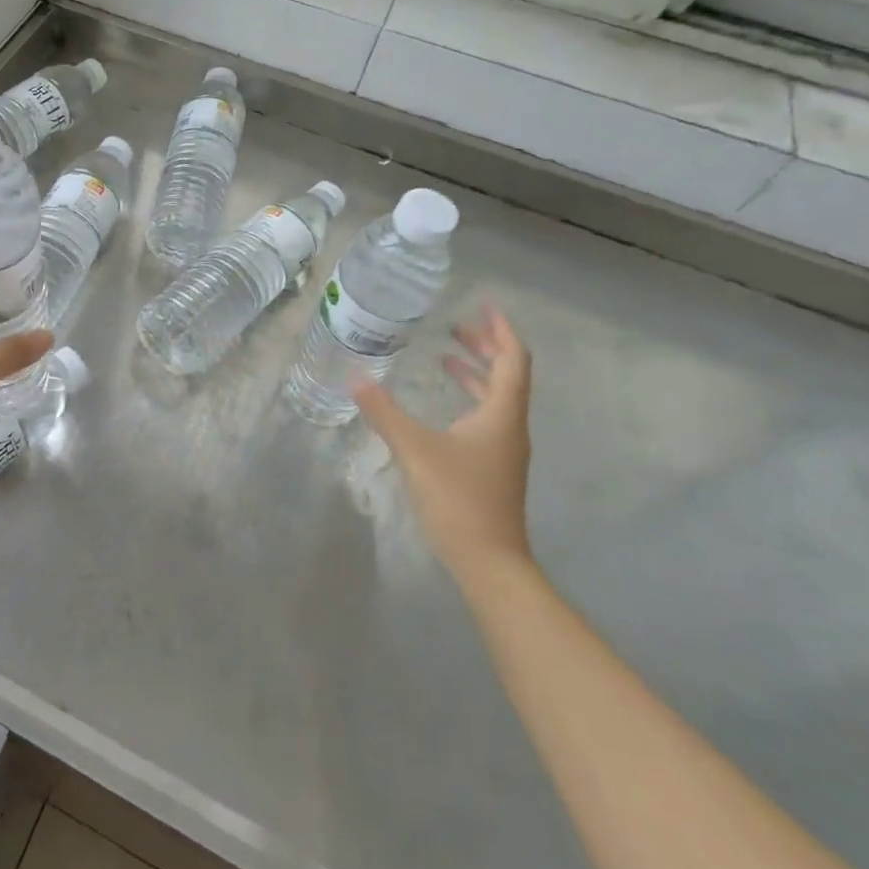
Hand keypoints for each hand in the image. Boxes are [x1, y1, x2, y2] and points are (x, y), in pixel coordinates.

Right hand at [352, 307, 533, 578]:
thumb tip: (355, 378)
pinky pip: (486, 417)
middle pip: (507, 375)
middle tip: (456, 326)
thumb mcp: (415, 450)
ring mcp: (503, 449)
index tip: (484, 306)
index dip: (500, 330)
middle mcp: (509, 426)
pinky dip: (468, 398)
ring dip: (476, 373)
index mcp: (501, 415)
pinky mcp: (492, 466)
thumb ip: (384, 412)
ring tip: (446, 356)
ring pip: (497, 398)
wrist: (489, 562)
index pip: (513, 360)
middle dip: (485, 347)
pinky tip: (444, 405)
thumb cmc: (458, 499)